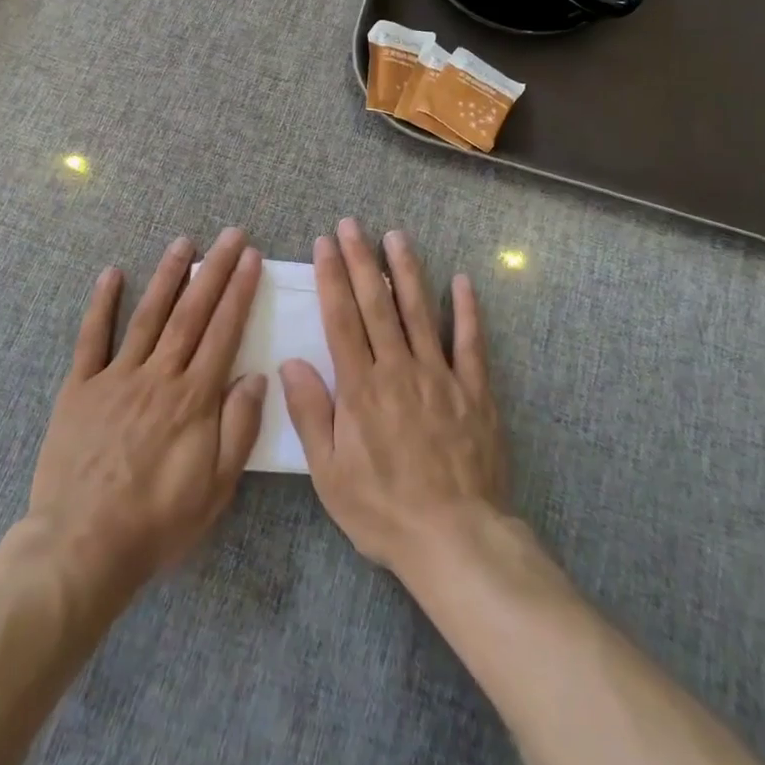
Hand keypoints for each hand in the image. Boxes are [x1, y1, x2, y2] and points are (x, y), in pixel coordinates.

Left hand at [28, 228, 267, 591]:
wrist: (81, 549)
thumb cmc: (156, 522)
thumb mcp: (215, 488)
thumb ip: (238, 428)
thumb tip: (256, 376)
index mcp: (193, 398)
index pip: (224, 331)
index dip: (239, 292)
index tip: (251, 258)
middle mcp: (158, 376)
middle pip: (192, 312)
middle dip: (215, 270)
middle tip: (231, 235)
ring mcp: (116, 377)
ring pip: (148, 315)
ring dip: (168, 275)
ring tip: (184, 241)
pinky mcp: (80, 388)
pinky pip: (92, 338)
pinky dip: (102, 304)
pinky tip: (112, 273)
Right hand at [280, 219, 507, 579]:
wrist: (456, 539)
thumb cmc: (383, 510)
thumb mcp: (330, 474)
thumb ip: (311, 414)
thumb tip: (290, 363)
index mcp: (361, 388)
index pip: (341, 319)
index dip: (331, 278)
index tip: (325, 244)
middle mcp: (399, 369)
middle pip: (376, 304)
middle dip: (361, 259)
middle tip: (352, 225)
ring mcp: (440, 375)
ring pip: (420, 311)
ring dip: (406, 270)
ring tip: (396, 235)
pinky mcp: (474, 390)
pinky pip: (471, 342)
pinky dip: (467, 310)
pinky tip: (462, 281)